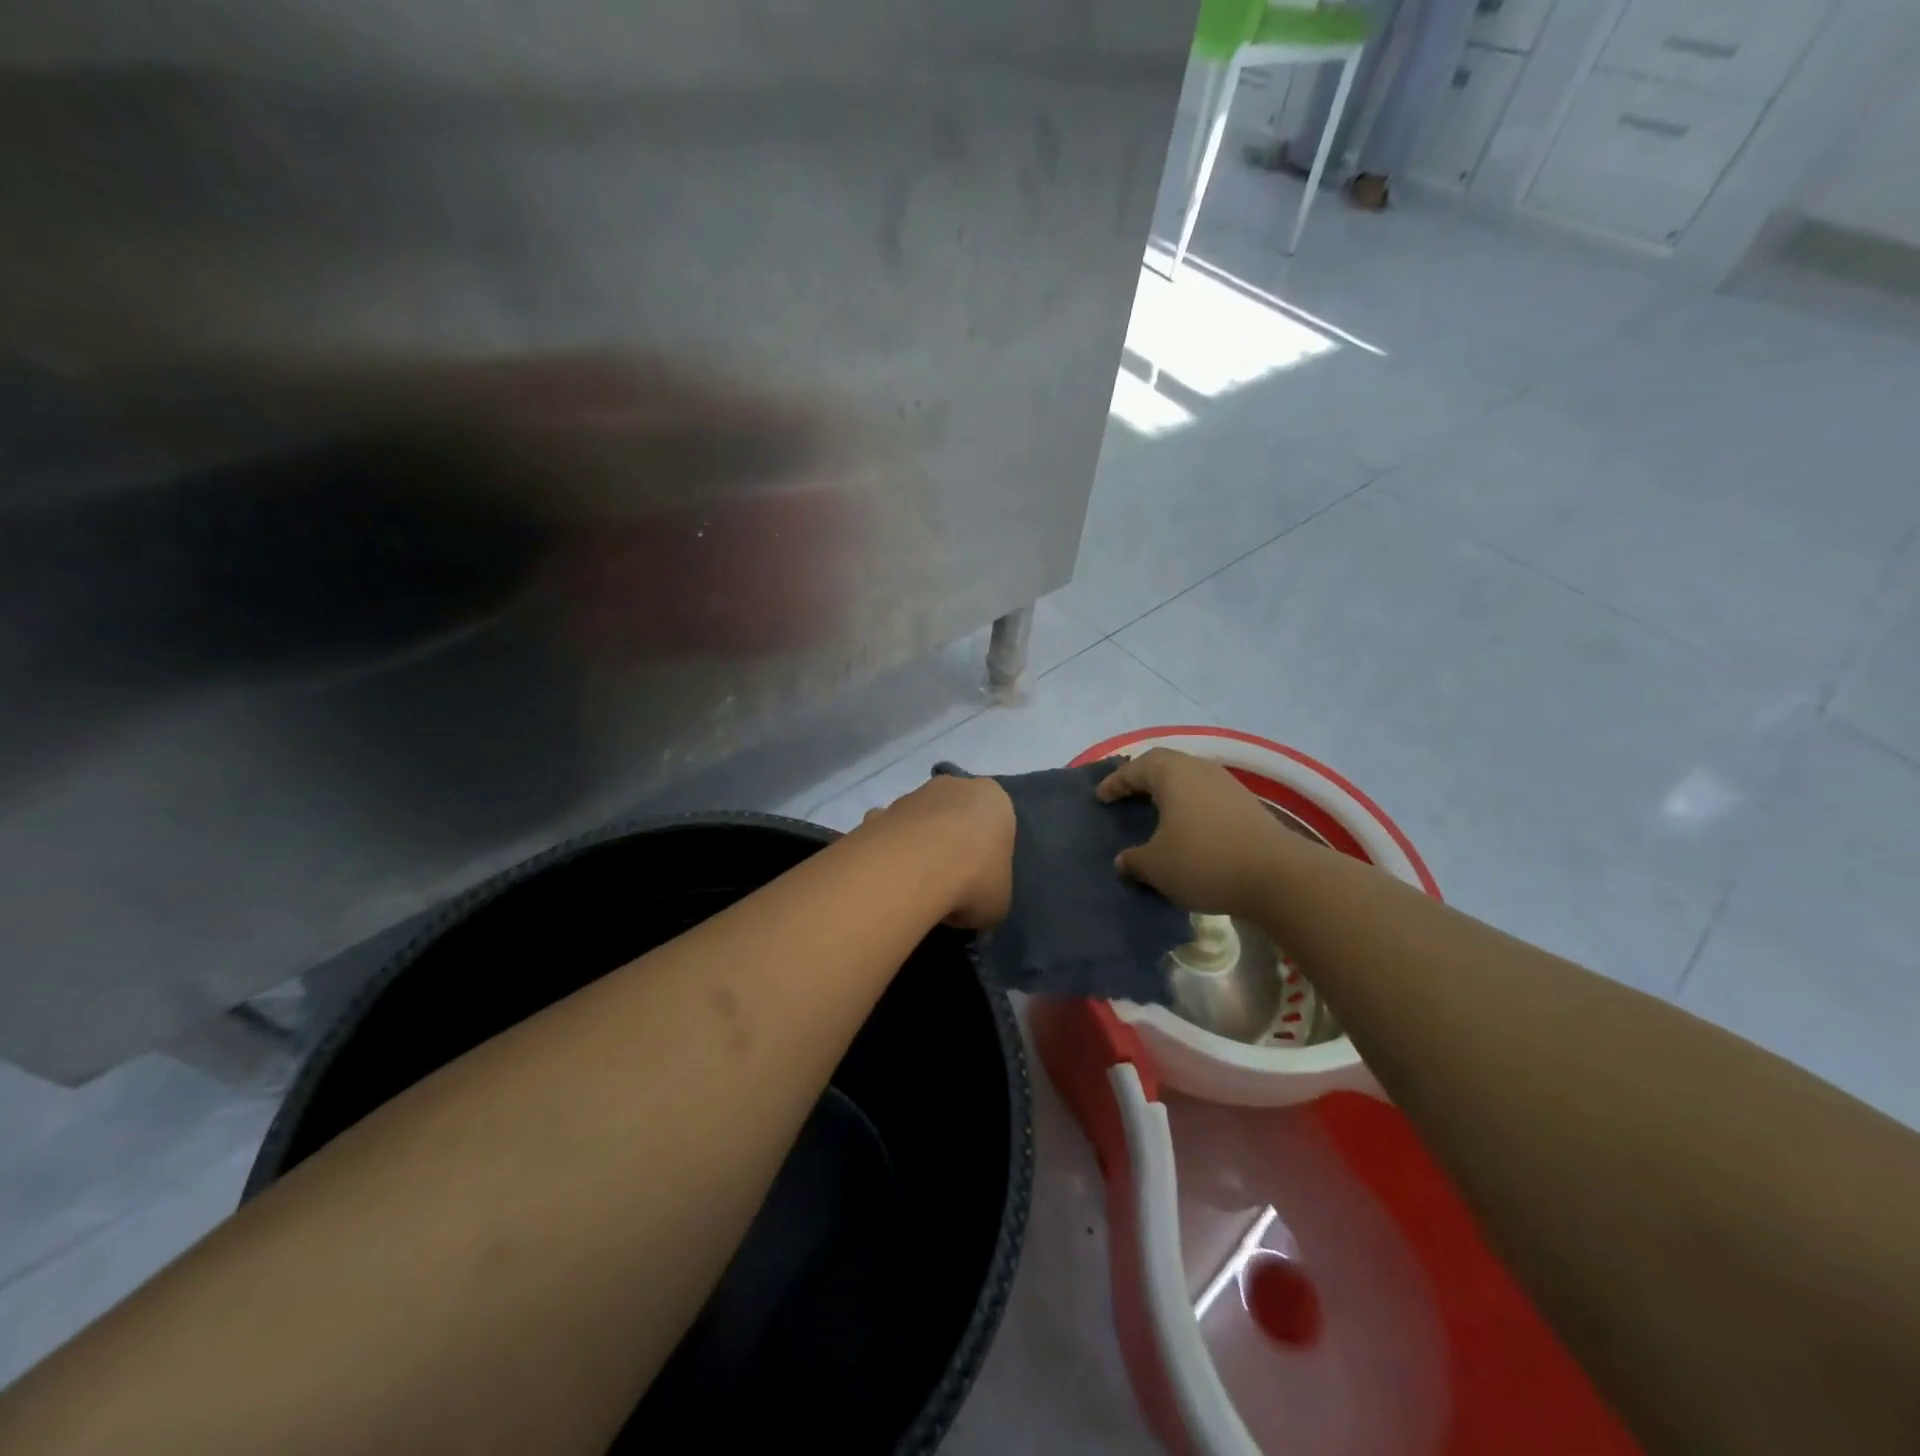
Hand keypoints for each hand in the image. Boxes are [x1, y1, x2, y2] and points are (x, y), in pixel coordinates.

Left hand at [861, 774, 1014, 930]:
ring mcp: (913, 795)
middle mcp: (955, 786)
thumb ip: (990, 898)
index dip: (988, 852)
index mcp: (993, 800)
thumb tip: (972, 911)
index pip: (996, 821)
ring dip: (919, 845)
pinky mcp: (880, 812)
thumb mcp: (998, 902)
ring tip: (917, 887)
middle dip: (952, 841)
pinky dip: (888, 852)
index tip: (980, 880)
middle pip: (956, 814)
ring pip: (920, 821)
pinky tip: (889, 881)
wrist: (914, 868)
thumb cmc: (975, 878)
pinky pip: (888, 833)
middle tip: (951, 881)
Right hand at [1096, 748, 1289, 916]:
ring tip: (1155, 810)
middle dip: (1142, 778)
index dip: (1114, 783)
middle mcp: (1199, 769)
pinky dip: (1189, 805)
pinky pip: (1206, 796)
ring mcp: (1227, 785)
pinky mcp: (1246, 805)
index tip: (1101, 796)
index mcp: (1171, 774)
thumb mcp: (1157, 866)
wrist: (1277, 877)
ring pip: (1188, 779)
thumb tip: (1124, 860)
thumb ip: (1134, 860)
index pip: (1134, 770)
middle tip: (1126, 794)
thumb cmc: (1204, 861)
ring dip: (1169, 791)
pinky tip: (1186, 826)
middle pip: (1164, 765)